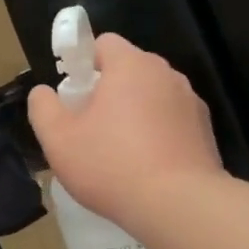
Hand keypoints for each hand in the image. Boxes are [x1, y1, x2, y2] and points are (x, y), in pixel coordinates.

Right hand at [27, 34, 223, 227]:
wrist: (178, 205)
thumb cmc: (111, 166)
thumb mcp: (59, 140)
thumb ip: (43, 108)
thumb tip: (43, 93)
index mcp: (131, 65)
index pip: (103, 43)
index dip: (83, 64)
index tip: (72, 97)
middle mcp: (166, 74)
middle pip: (129, 70)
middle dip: (108, 91)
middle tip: (89, 129)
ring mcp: (191, 102)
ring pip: (152, 97)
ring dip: (134, 114)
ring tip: (119, 154)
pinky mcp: (205, 130)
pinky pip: (172, 122)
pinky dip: (158, 135)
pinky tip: (147, 167)